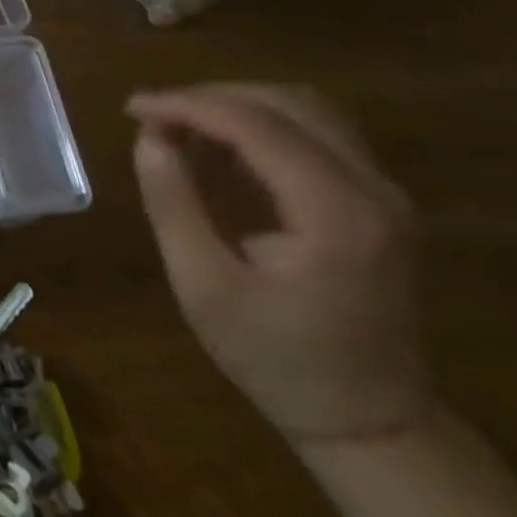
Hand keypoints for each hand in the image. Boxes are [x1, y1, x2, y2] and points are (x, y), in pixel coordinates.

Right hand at [127, 83, 430, 449]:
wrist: (368, 419)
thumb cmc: (274, 357)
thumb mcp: (203, 284)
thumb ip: (174, 204)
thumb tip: (149, 138)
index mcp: (335, 212)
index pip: (257, 125)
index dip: (187, 105)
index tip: (132, 108)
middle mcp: (373, 189)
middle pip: (291, 103)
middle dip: (213, 97)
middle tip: (153, 115)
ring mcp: (383, 194)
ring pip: (308, 112)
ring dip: (239, 107)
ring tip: (179, 128)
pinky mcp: (377, 203)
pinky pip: (318, 138)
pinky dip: (262, 129)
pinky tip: (218, 152)